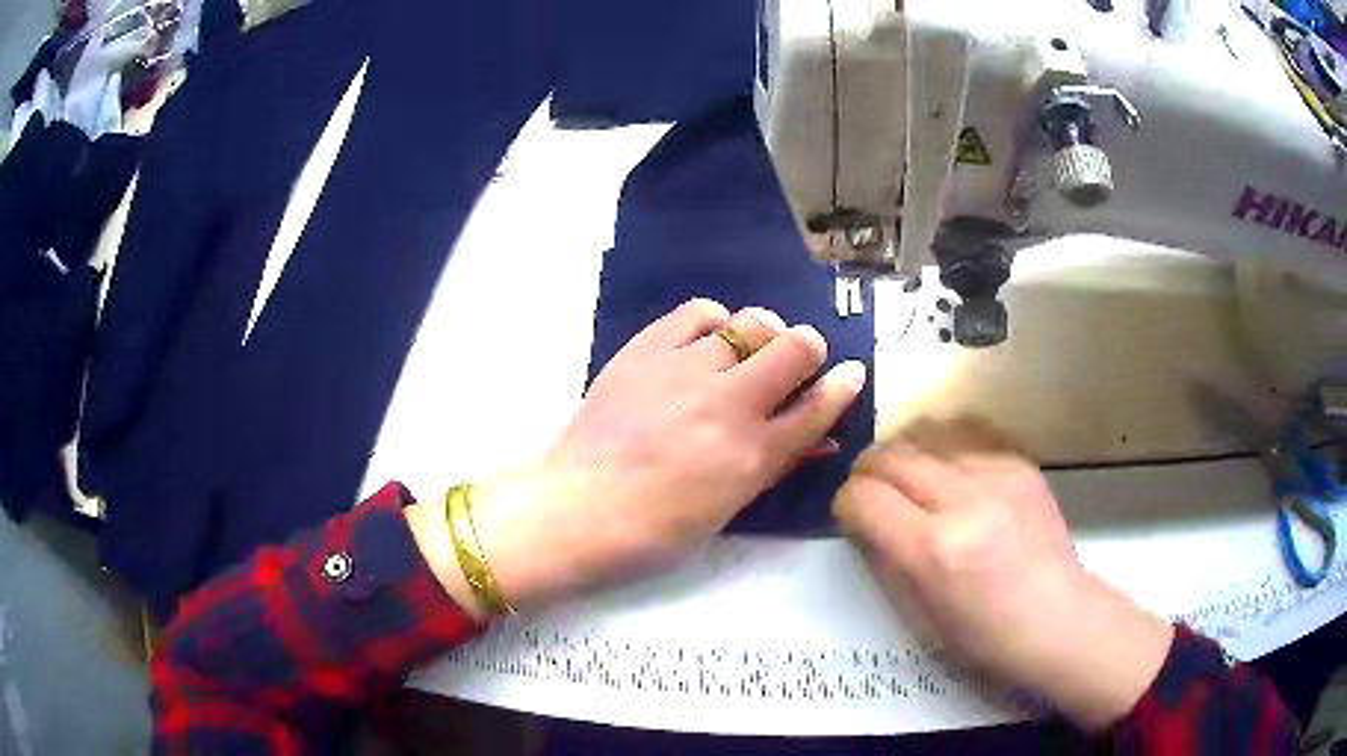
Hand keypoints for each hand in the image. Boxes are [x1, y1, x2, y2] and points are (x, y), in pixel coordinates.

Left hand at [411, 299, 865, 615]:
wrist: (576, 508)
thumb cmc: (655, 529)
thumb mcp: (728, 508)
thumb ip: (776, 465)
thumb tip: (819, 440)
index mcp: (753, 455)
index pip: (819, 406)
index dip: (843, 386)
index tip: (850, 374)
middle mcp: (730, 403)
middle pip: (798, 346)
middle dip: (808, 350)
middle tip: (793, 363)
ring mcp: (687, 370)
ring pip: (751, 322)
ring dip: (762, 334)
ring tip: (746, 351)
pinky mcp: (647, 350)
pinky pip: (699, 311)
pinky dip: (714, 321)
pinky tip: (707, 339)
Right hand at [832, 419, 1172, 728]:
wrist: (1057, 618)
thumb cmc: (983, 634)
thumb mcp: (917, 611)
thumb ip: (884, 556)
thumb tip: (863, 517)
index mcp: (932, 550)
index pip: (863, 497)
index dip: (845, 503)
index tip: (850, 515)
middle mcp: (963, 501)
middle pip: (889, 456)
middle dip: (867, 473)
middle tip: (872, 493)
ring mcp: (997, 474)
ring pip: (924, 434)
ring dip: (904, 454)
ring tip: (909, 478)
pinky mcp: (1020, 462)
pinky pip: (964, 435)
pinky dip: (943, 449)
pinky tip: (950, 471)